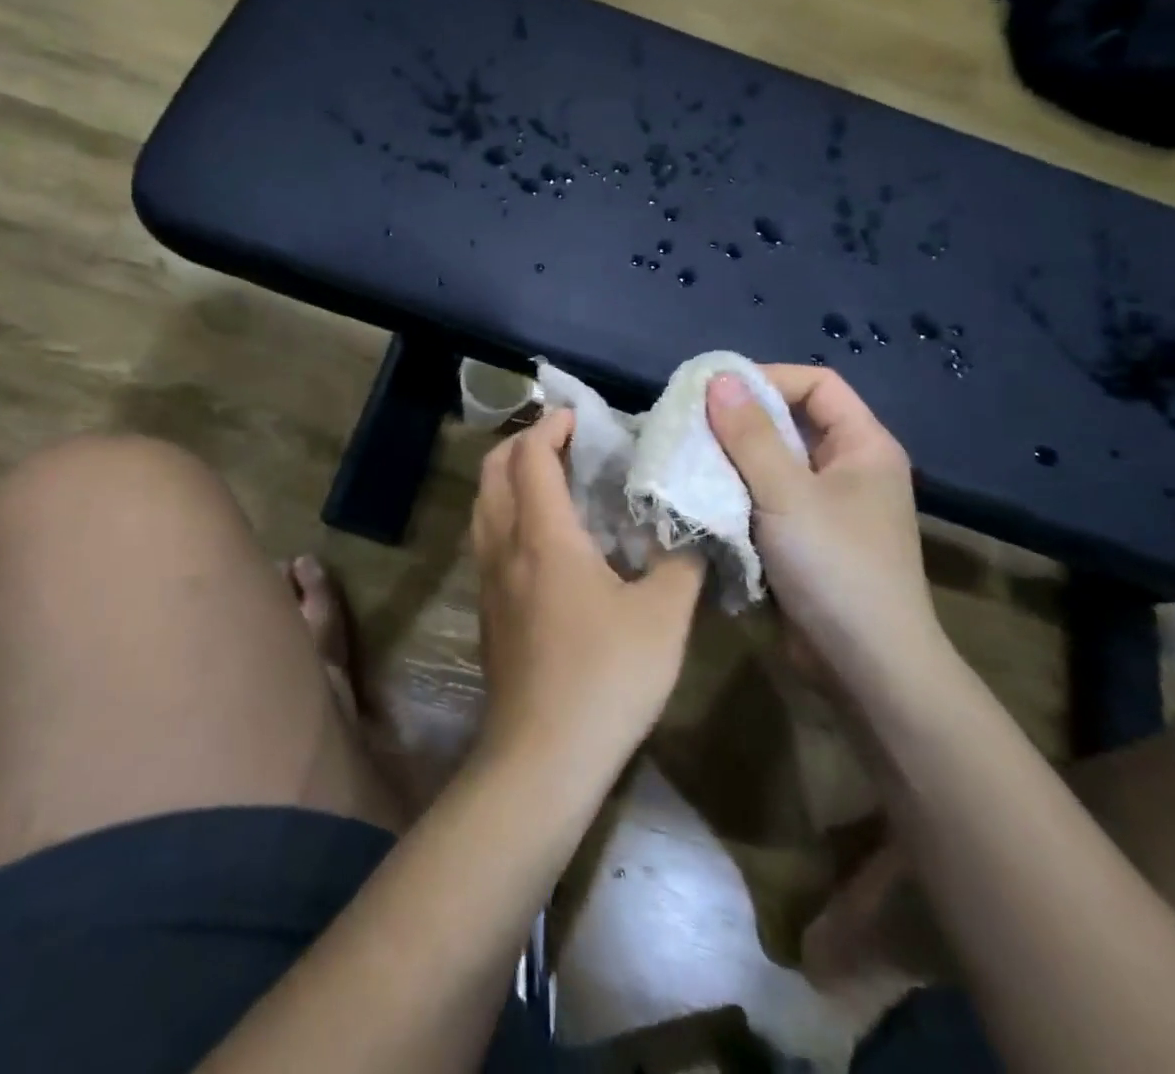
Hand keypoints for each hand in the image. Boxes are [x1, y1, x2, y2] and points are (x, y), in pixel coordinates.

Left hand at [470, 410, 705, 788]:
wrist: (542, 757)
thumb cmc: (605, 678)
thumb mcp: (664, 617)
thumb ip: (681, 562)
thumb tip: (691, 526)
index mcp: (542, 535)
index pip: (531, 456)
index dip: (551, 426)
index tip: (579, 417)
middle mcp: (504, 546)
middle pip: (493, 471)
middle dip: (523, 443)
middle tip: (565, 442)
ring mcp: (487, 579)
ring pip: (483, 504)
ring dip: (510, 477)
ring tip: (553, 480)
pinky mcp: (486, 608)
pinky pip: (486, 537)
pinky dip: (507, 512)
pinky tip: (543, 538)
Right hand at [706, 368, 945, 688]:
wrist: (866, 667)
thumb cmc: (836, 568)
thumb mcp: (787, 494)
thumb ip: (750, 435)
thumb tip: (718, 378)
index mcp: (863, 447)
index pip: (816, 384)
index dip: (768, 378)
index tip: (716, 393)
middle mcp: (847, 469)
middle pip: (789, 422)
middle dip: (738, 421)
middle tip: (688, 425)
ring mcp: (824, 507)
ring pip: (770, 463)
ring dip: (729, 461)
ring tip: (684, 460)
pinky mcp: (802, 539)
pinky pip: (763, 499)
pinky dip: (733, 494)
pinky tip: (699, 498)